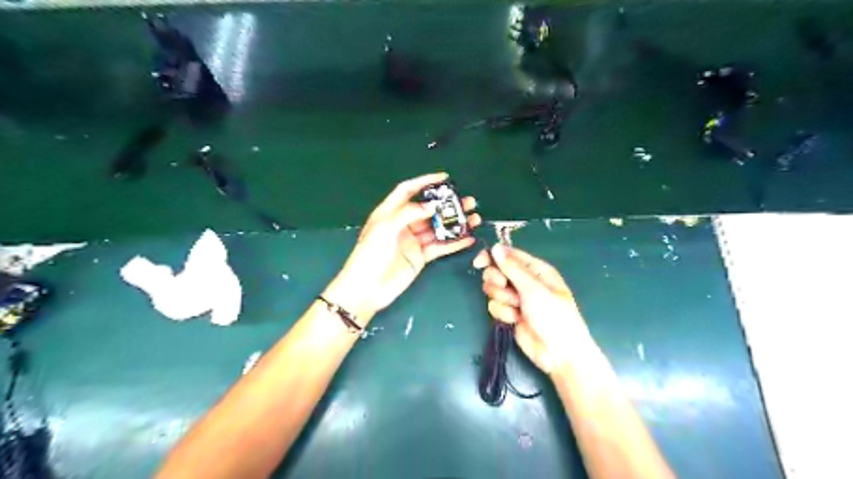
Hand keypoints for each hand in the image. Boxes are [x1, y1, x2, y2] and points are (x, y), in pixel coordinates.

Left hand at [326, 172, 476, 321]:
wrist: (367, 288)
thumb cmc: (370, 254)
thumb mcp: (386, 227)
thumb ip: (409, 213)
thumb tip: (432, 206)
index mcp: (390, 212)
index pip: (408, 190)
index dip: (424, 181)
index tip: (444, 178)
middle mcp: (403, 224)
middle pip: (428, 210)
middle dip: (447, 205)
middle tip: (467, 201)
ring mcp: (413, 241)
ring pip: (438, 228)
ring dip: (455, 223)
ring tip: (474, 218)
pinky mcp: (421, 257)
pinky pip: (440, 247)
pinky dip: (455, 243)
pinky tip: (469, 238)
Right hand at [477, 246, 590, 375]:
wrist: (558, 353)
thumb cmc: (553, 316)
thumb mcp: (533, 289)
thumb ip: (512, 268)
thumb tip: (495, 247)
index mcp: (536, 270)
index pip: (509, 255)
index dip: (492, 257)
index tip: (479, 263)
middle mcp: (525, 281)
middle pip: (497, 271)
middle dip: (496, 280)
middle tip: (503, 287)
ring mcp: (516, 298)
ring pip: (493, 290)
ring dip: (501, 299)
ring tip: (515, 308)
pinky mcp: (509, 314)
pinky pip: (495, 306)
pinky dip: (503, 313)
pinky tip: (514, 320)